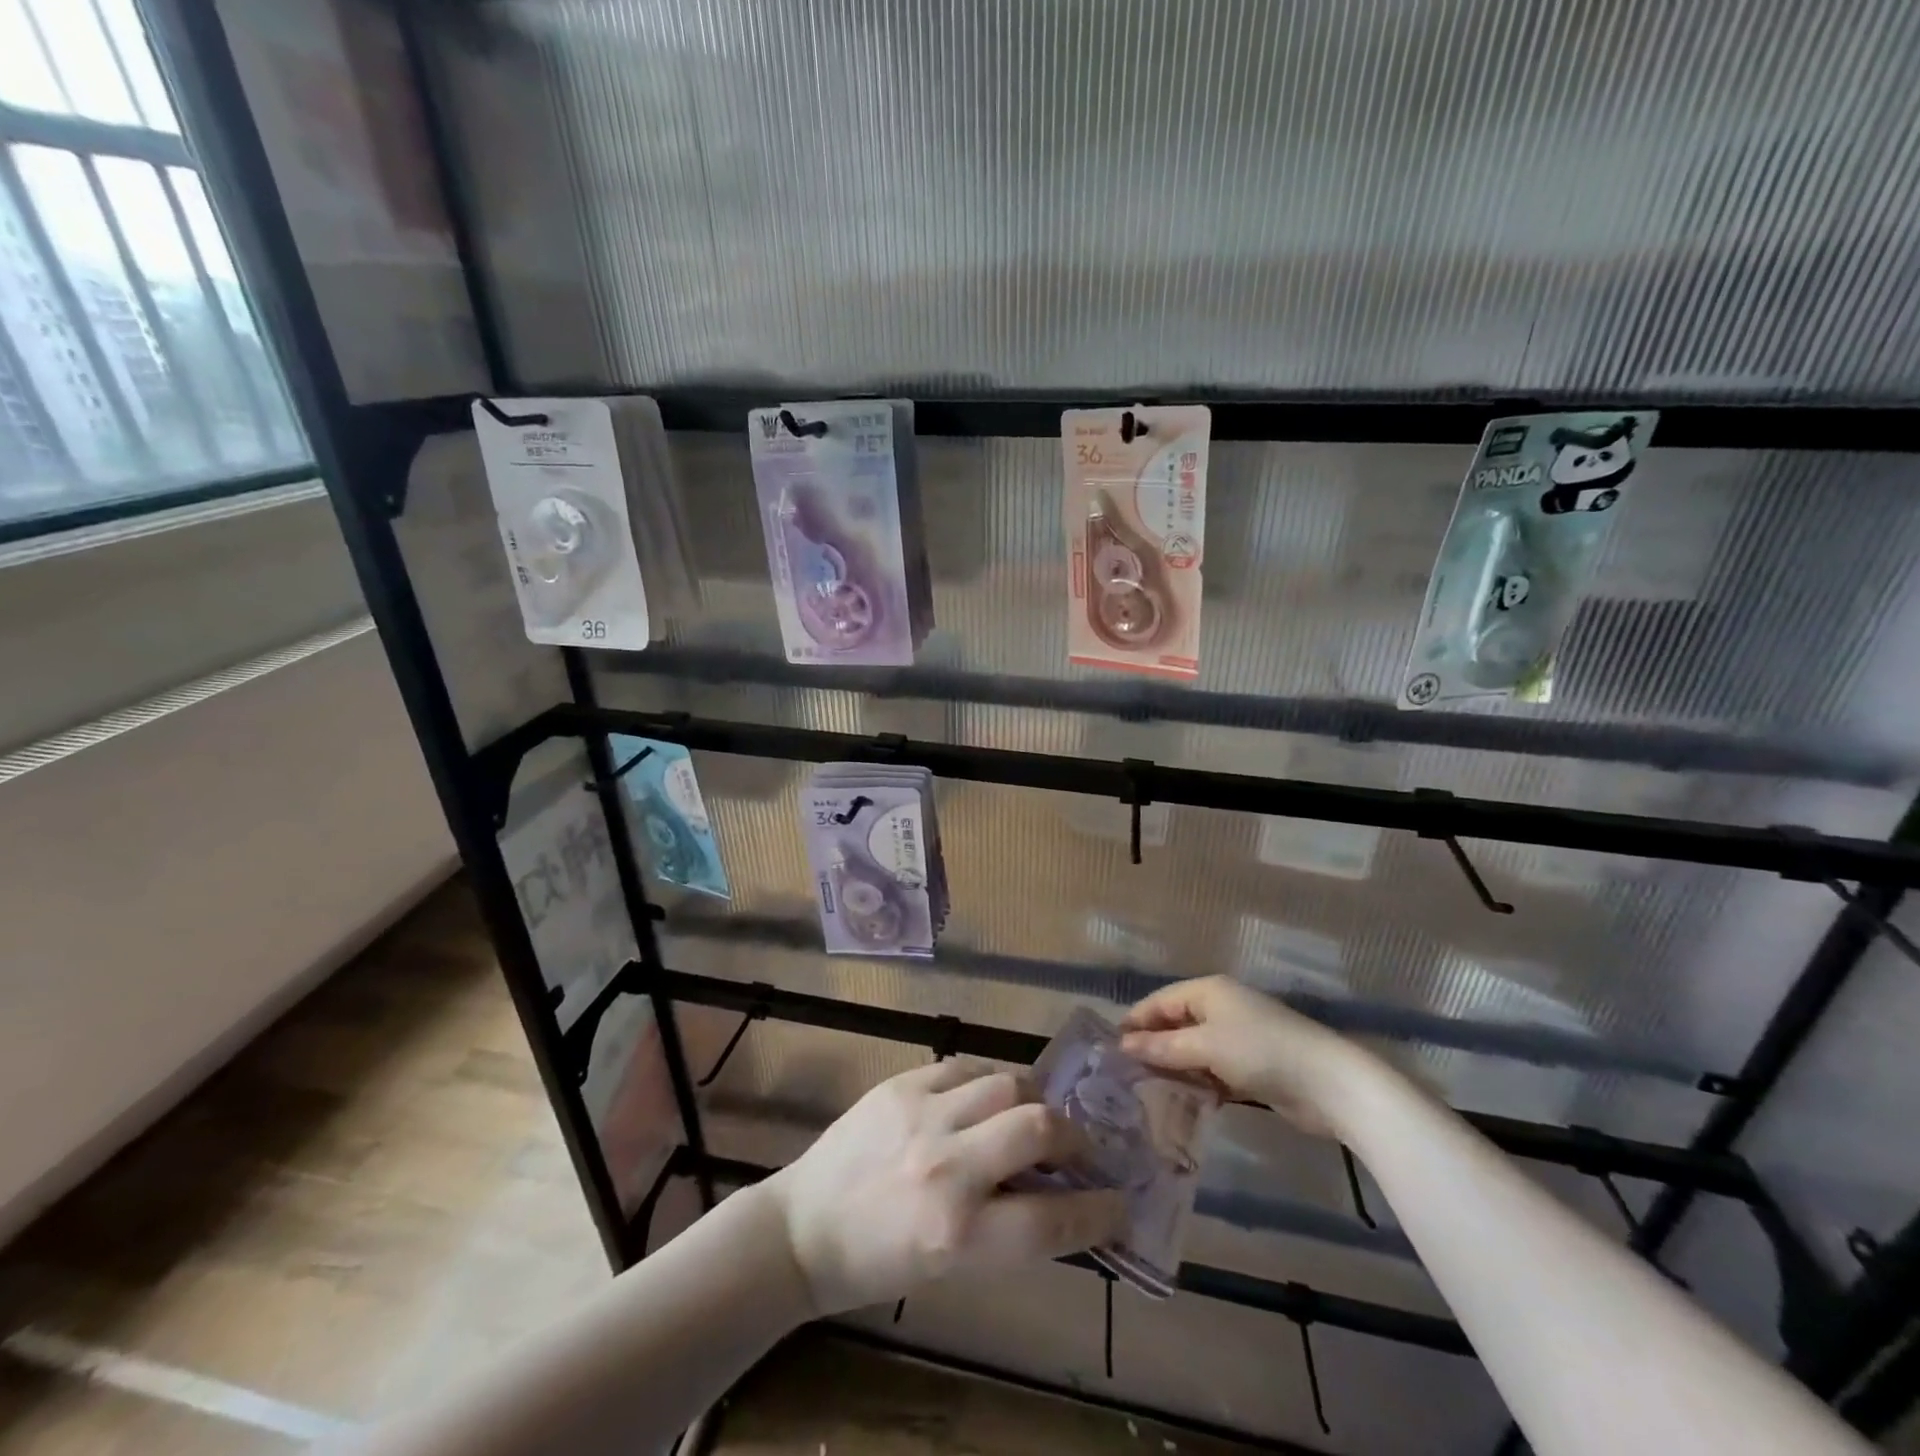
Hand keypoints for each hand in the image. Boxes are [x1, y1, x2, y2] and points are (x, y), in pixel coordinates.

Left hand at [763, 1059, 1126, 1316]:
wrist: (804, 1227)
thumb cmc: (879, 1263)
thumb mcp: (951, 1267)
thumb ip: (1009, 1227)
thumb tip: (1063, 1192)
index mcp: (958, 1234)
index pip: (1052, 1219)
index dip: (1097, 1210)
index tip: (1119, 1199)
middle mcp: (946, 1166)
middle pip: (1038, 1129)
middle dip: (1072, 1137)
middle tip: (1077, 1145)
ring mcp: (922, 1114)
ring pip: (1007, 1082)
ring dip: (1031, 1099)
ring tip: (1031, 1112)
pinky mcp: (902, 1083)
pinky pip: (966, 1065)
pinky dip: (988, 1081)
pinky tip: (986, 1096)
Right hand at [1119, 976, 1365, 1137]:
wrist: (1328, 1084)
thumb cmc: (1260, 1051)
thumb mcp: (1206, 1046)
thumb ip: (1164, 1047)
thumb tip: (1124, 1045)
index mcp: (1209, 991)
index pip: (1161, 1001)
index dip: (1136, 1021)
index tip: (1112, 1047)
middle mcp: (1221, 1007)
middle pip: (1177, 1023)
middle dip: (1153, 1045)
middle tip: (1126, 1072)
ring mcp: (1239, 1036)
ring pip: (1195, 1048)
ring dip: (1176, 1067)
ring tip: (1148, 1089)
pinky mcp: (1253, 1065)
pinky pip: (1214, 1068)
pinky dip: (1200, 1081)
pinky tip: (1186, 1100)